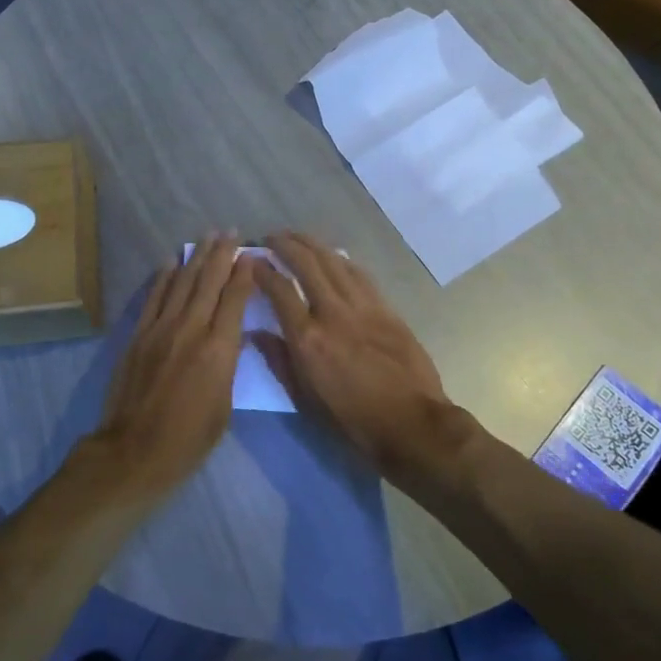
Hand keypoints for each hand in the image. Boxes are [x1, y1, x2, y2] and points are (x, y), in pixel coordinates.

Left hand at [91, 234, 256, 496]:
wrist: (135, 450)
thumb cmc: (189, 438)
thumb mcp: (224, 405)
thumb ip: (228, 365)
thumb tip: (230, 338)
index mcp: (219, 349)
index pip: (235, 300)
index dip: (244, 274)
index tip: (252, 254)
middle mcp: (191, 329)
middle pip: (209, 282)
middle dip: (222, 254)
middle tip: (232, 232)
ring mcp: (161, 329)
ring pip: (182, 283)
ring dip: (196, 258)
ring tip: (207, 237)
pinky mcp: (139, 335)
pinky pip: (154, 298)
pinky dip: (164, 277)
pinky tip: (171, 261)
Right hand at [251, 232, 455, 487]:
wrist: (410, 423)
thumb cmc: (350, 420)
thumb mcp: (304, 398)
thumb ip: (278, 360)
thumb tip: (255, 333)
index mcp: (307, 339)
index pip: (279, 290)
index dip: (262, 270)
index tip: (251, 260)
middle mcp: (332, 314)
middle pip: (307, 264)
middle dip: (286, 244)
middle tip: (271, 237)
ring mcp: (363, 307)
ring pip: (334, 261)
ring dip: (313, 244)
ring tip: (298, 236)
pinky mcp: (386, 309)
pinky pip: (360, 274)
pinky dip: (341, 260)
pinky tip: (333, 255)